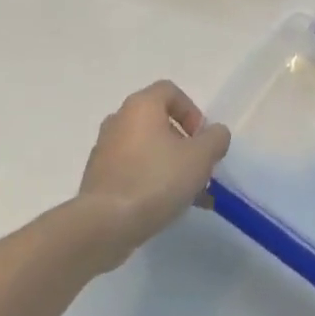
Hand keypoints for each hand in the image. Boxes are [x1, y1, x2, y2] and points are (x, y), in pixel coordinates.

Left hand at [77, 81, 230, 264]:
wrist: (105, 224)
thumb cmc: (155, 180)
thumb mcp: (200, 158)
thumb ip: (215, 139)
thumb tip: (215, 133)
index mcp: (141, 106)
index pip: (170, 91)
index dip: (192, 111)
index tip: (202, 139)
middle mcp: (119, 120)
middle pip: (159, 122)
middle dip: (184, 144)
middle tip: (198, 169)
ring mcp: (105, 150)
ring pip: (147, 150)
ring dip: (170, 166)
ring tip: (190, 196)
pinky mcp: (99, 178)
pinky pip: (133, 171)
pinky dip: (151, 182)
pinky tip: (167, 208)